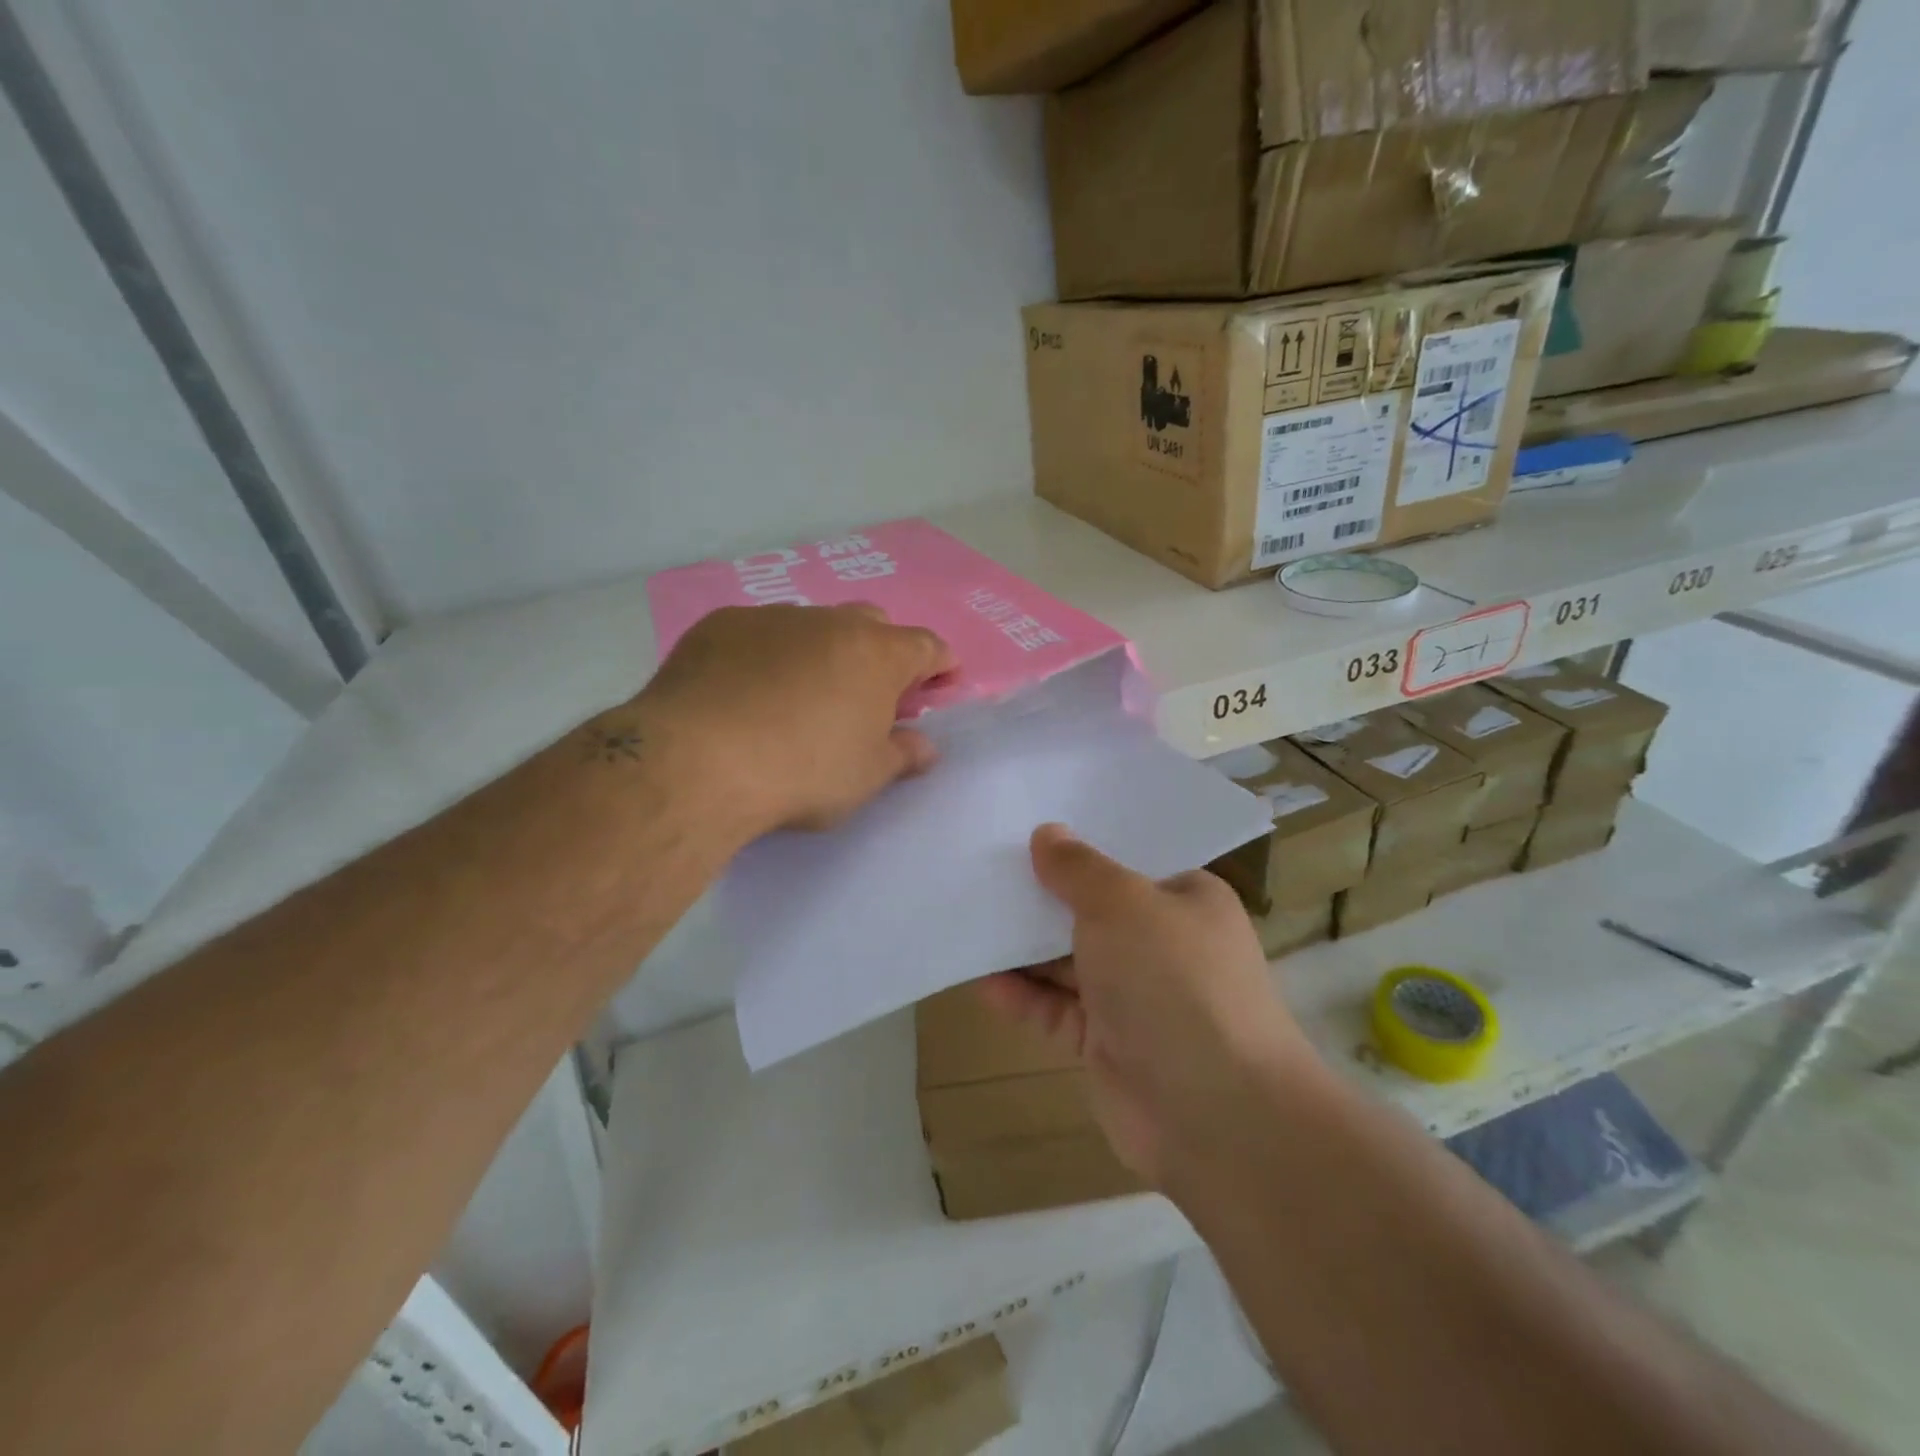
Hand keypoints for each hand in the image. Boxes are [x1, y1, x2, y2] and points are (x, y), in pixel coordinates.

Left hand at [628, 604, 955, 836]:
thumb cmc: (802, 772)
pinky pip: (759, 634)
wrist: (697, 761)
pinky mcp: (720, 625)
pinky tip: (746, 691)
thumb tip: (925, 747)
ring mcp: (772, 617)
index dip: (940, 664)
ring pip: (812, 626)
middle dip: (880, 652)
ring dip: (821, 651)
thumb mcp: (865, 777)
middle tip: (870, 693)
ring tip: (801, 695)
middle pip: (872, 624)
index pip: (926, 647)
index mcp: (877, 654)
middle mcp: (830, 622)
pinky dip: (767, 655)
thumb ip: (902, 756)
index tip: (942, 682)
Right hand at [979, 825, 1316, 1188]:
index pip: (1129, 860)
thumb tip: (1047, 833)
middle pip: (1093, 908)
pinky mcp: (1108, 1042)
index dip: (1081, 844)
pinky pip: (1057, 1009)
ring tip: (970, 917)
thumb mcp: (1122, 903)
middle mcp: (1163, 943)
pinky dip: (1023, 996)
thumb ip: (1078, 868)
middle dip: (1044, 893)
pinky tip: (982, 981)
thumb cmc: (1173, 979)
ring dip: (1025, 946)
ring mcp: (1135, 995)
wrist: (1215, 1113)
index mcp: (1186, 899)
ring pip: (1070, 960)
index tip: (1028, 825)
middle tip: (984, 866)